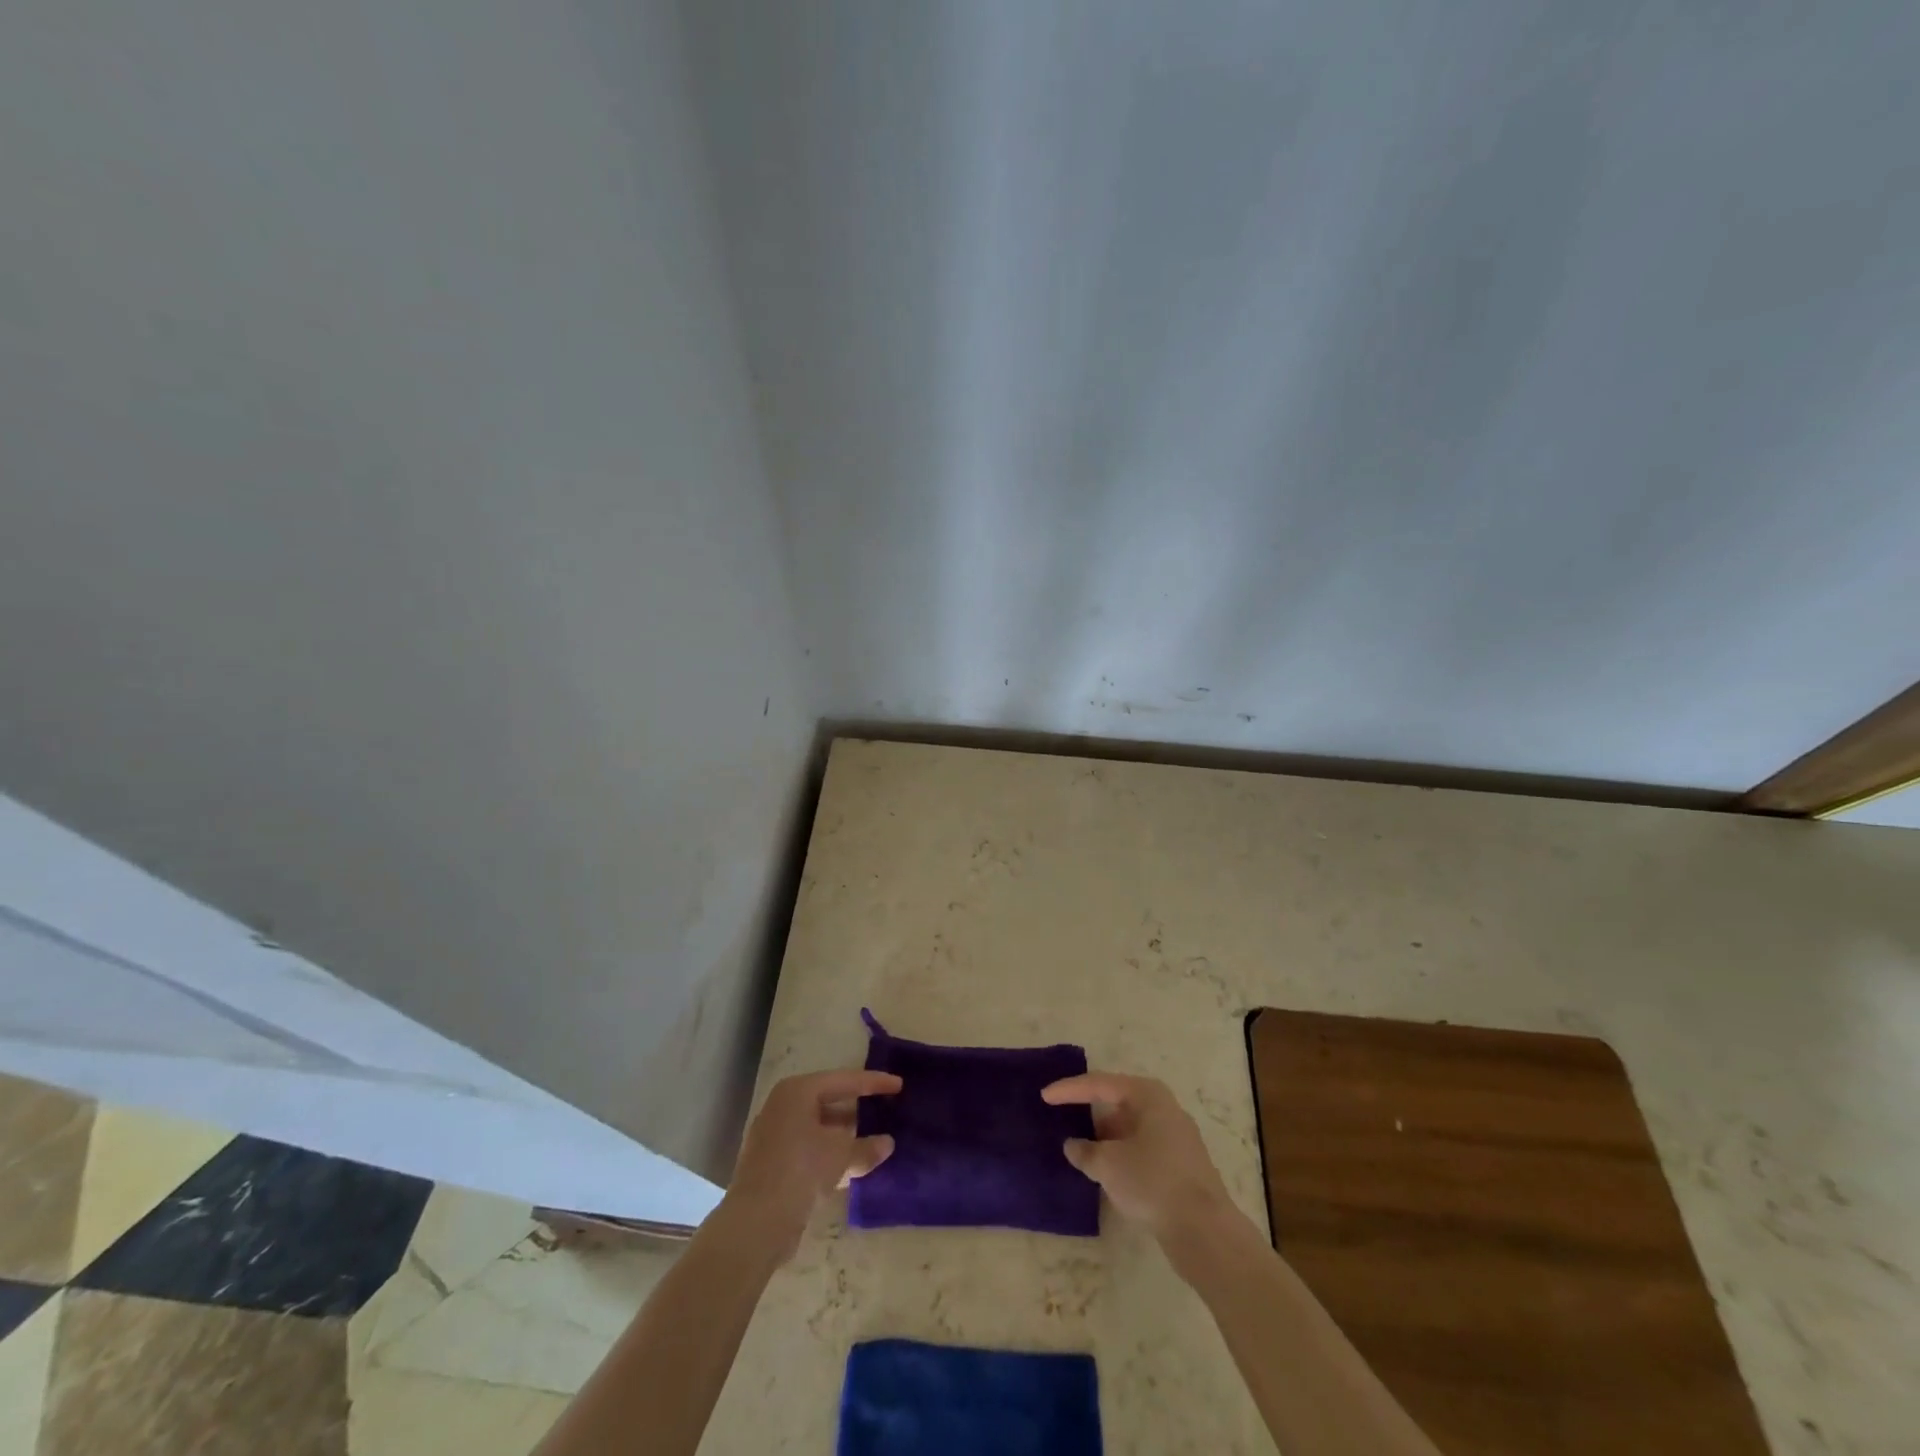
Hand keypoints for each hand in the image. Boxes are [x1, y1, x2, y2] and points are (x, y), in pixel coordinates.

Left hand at [722, 1069, 900, 1258]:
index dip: (874, 1083)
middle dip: (857, 1108)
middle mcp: (782, 1106)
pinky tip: (850, 1166)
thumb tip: (887, 1143)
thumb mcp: (841, 1155)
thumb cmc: (801, 1170)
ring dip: (844, 1135)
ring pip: (818, 1127)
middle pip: (828, 1100)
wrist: (755, 1223)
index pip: (844, 1080)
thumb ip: (866, 1147)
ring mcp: (774, 1135)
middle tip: (885, 1109)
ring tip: (873, 1139)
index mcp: (798, 1091)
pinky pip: (809, 1148)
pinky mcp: (771, 1163)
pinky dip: (829, 1153)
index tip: (898, 1085)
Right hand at [1043, 1072, 1232, 1239]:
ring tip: (1079, 1149)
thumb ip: (1084, 1151)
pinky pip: (1140, 1148)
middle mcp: (1163, 1108)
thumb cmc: (1152, 1182)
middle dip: (1088, 1112)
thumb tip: (1073, 1146)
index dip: (1069, 1089)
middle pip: (1116, 1102)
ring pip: (1129, 1128)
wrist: (1205, 1231)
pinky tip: (1105, 1171)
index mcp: (1147, 1095)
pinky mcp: (1180, 1164)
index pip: (1099, 1084)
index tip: (1044, 1096)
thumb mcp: (1108, 1165)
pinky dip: (1120, 1154)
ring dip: (1104, 1138)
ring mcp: (1175, 1136)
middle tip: (1061, 1118)